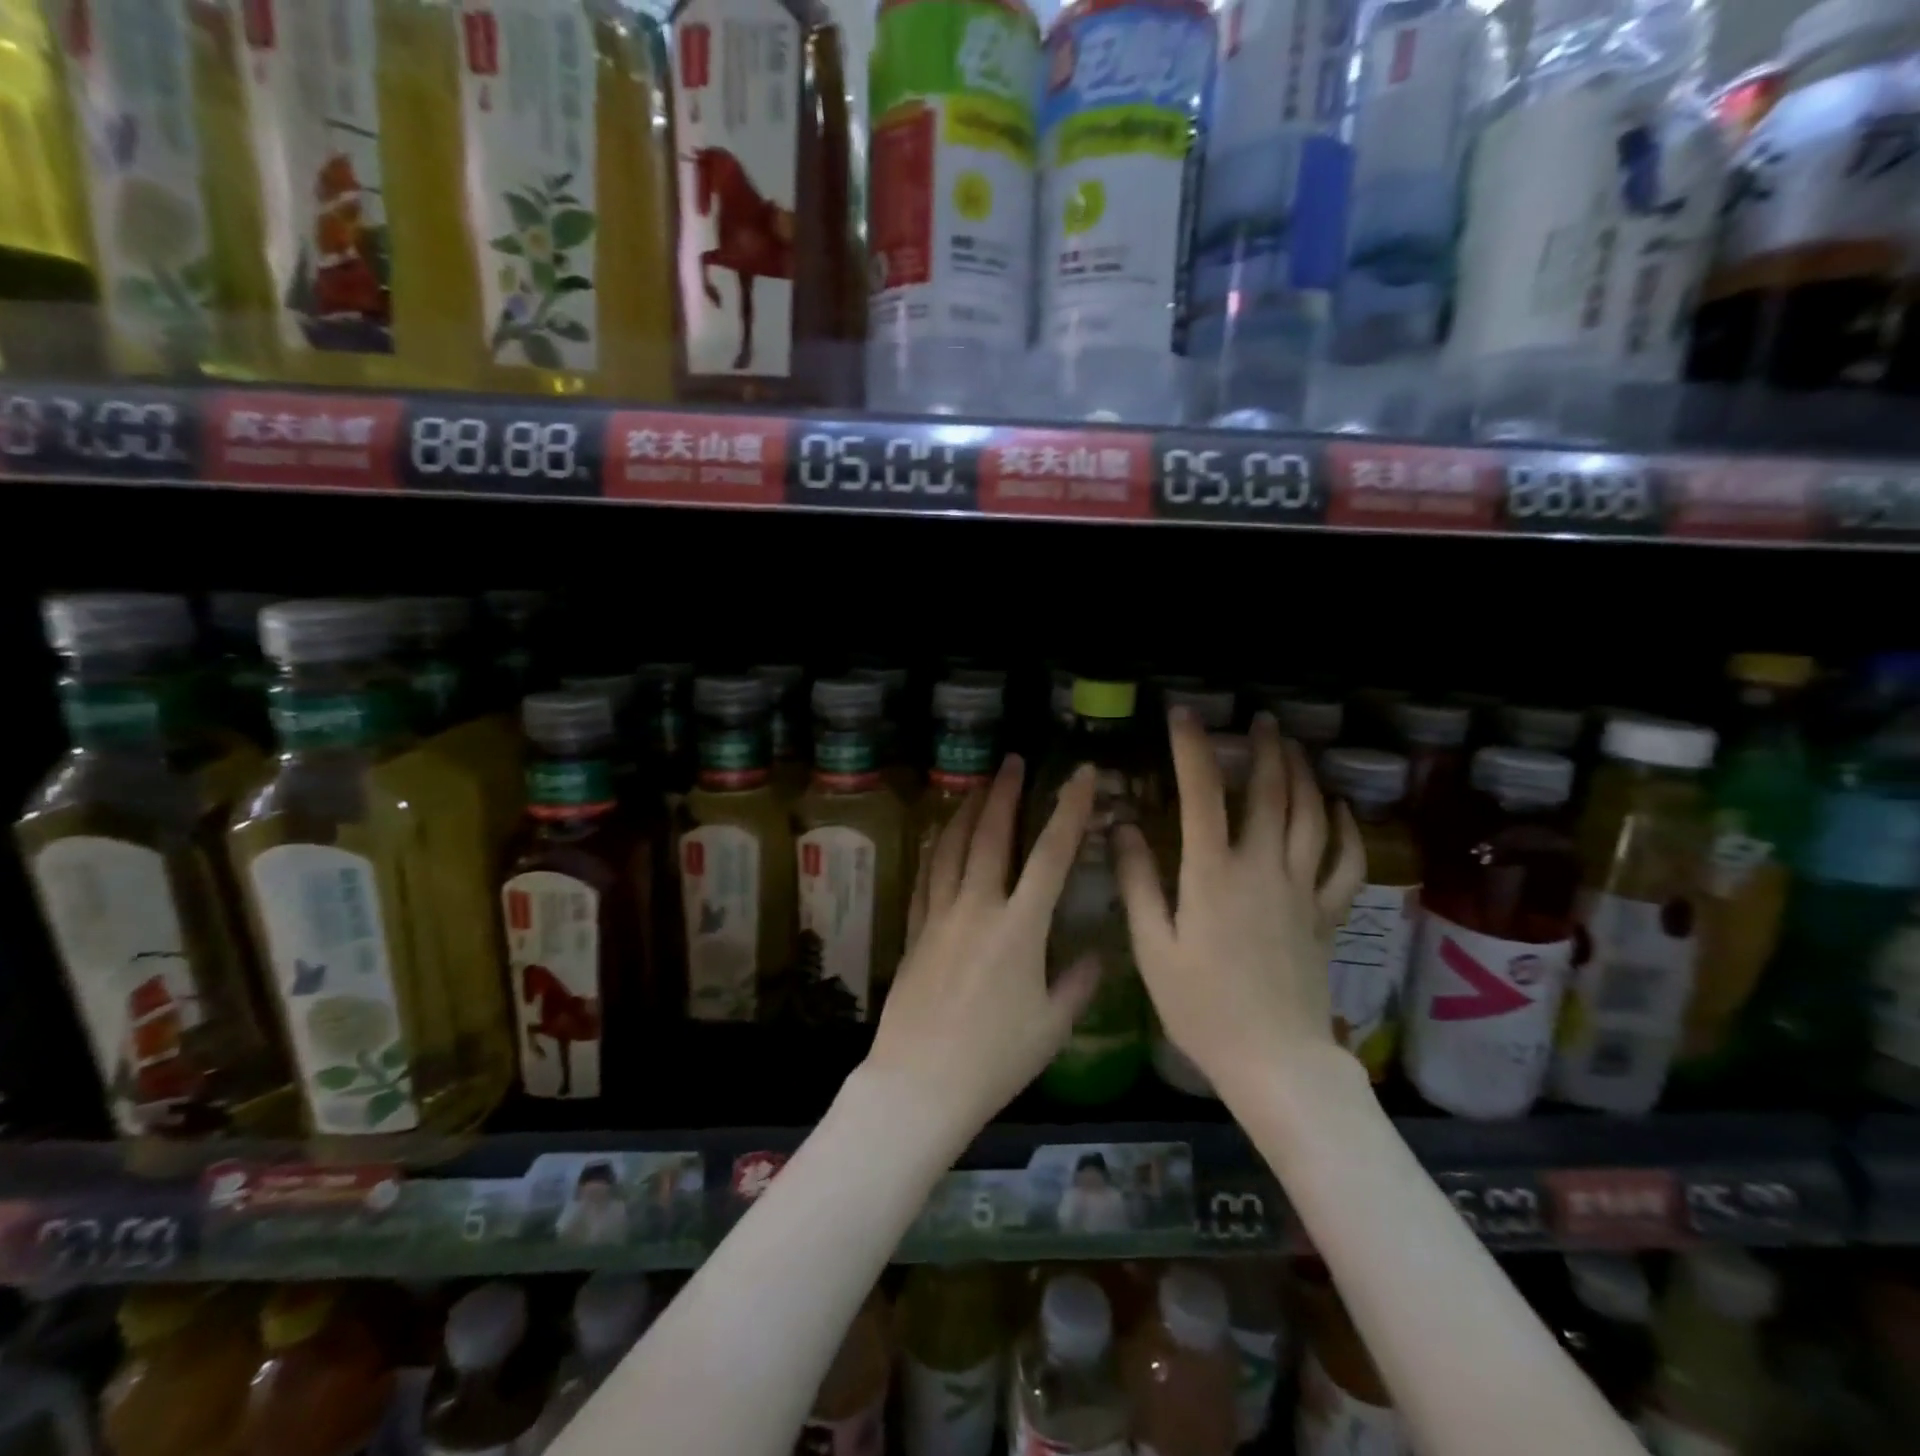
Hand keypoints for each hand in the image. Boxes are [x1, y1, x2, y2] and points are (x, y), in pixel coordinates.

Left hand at [863, 756, 1101, 1141]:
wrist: (919, 1083)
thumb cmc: (994, 1061)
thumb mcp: (1051, 1028)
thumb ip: (1076, 984)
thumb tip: (1096, 955)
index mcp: (1020, 927)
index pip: (1051, 855)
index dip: (1069, 810)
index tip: (1080, 775)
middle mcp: (978, 908)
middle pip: (991, 836)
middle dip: (1004, 793)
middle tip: (1010, 761)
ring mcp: (940, 916)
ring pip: (951, 848)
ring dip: (965, 811)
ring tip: (976, 786)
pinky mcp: (914, 931)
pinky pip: (926, 876)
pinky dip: (936, 849)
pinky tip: (940, 837)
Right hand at [1115, 711, 1365, 1100]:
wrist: (1275, 1062)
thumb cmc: (1202, 1007)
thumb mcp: (1152, 947)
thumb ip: (1138, 882)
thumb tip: (1122, 827)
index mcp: (1213, 874)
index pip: (1202, 795)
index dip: (1192, 748)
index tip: (1183, 714)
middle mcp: (1263, 868)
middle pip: (1271, 793)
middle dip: (1265, 749)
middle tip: (1260, 719)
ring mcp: (1302, 890)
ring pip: (1311, 817)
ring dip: (1304, 775)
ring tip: (1294, 748)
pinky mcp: (1326, 915)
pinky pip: (1345, 863)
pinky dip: (1347, 830)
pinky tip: (1340, 809)